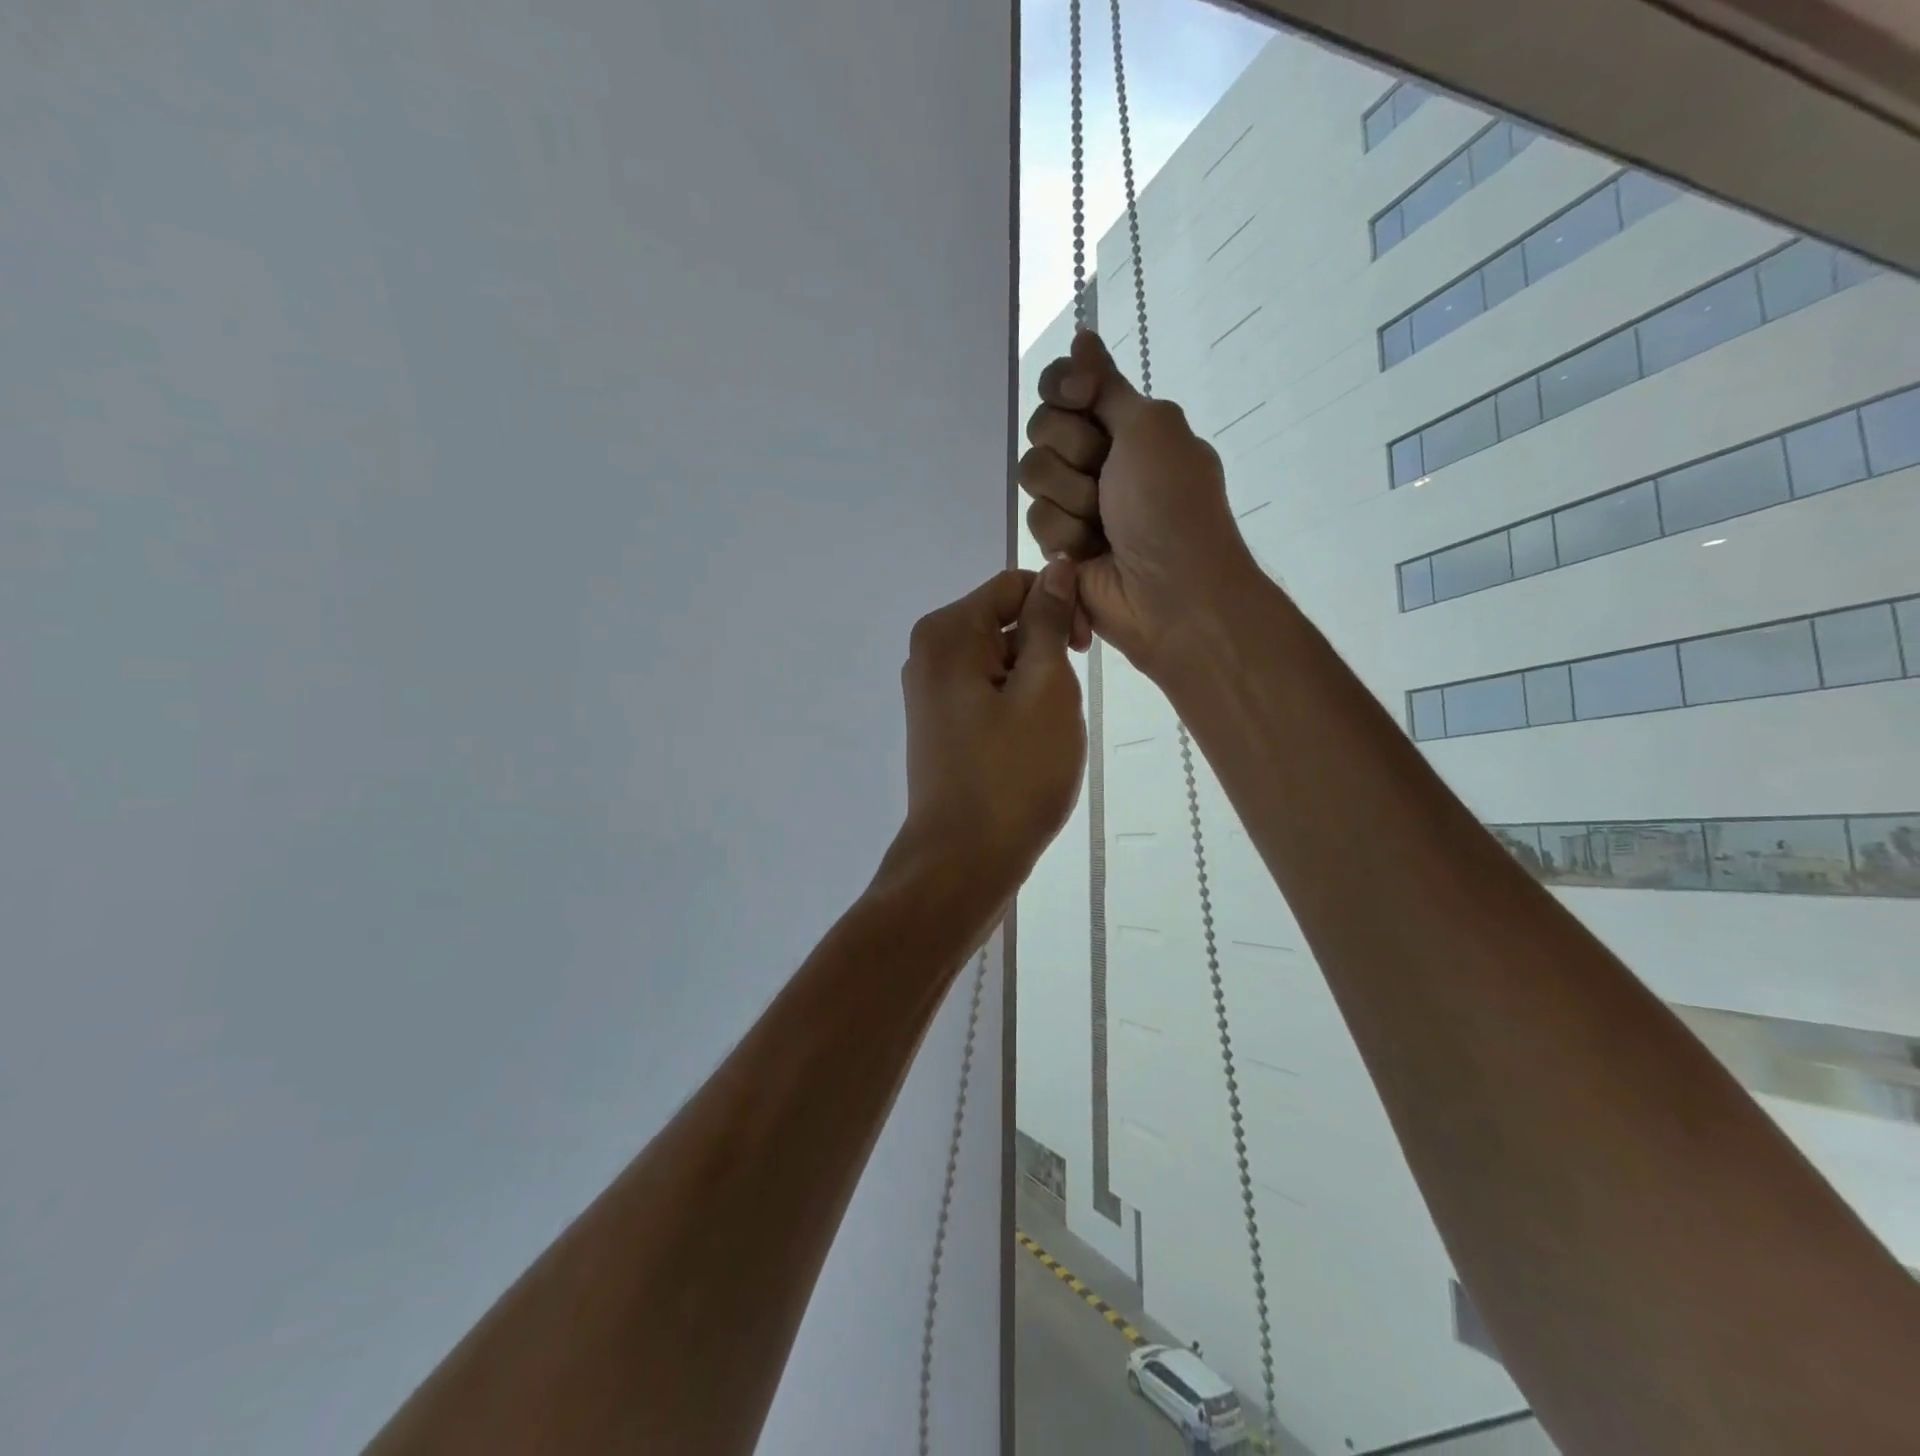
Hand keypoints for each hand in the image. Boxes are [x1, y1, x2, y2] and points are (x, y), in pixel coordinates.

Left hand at [895, 564, 1087, 895]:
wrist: (963, 861)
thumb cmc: (1012, 773)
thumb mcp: (1045, 689)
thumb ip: (1048, 621)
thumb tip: (1054, 568)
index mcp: (947, 633)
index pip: (1015, 586)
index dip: (1059, 607)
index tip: (1084, 653)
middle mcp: (928, 653)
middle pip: (1004, 622)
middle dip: (1045, 651)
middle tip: (1062, 704)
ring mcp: (928, 691)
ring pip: (1000, 661)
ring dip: (1034, 684)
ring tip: (1044, 731)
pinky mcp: (939, 724)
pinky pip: (987, 693)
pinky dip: (1015, 707)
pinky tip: (1027, 744)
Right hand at [1019, 330, 1259, 675]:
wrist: (1173, 593)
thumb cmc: (1171, 505)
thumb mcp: (1151, 428)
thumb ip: (1107, 386)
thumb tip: (1083, 336)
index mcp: (1127, 426)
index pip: (1066, 387)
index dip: (1063, 388)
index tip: (1079, 398)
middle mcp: (1099, 460)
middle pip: (1043, 429)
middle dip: (1073, 453)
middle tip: (1107, 479)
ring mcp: (1078, 505)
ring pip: (1034, 478)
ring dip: (1071, 500)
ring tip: (1103, 528)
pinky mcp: (1060, 548)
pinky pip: (1036, 523)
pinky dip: (1066, 537)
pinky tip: (1090, 556)